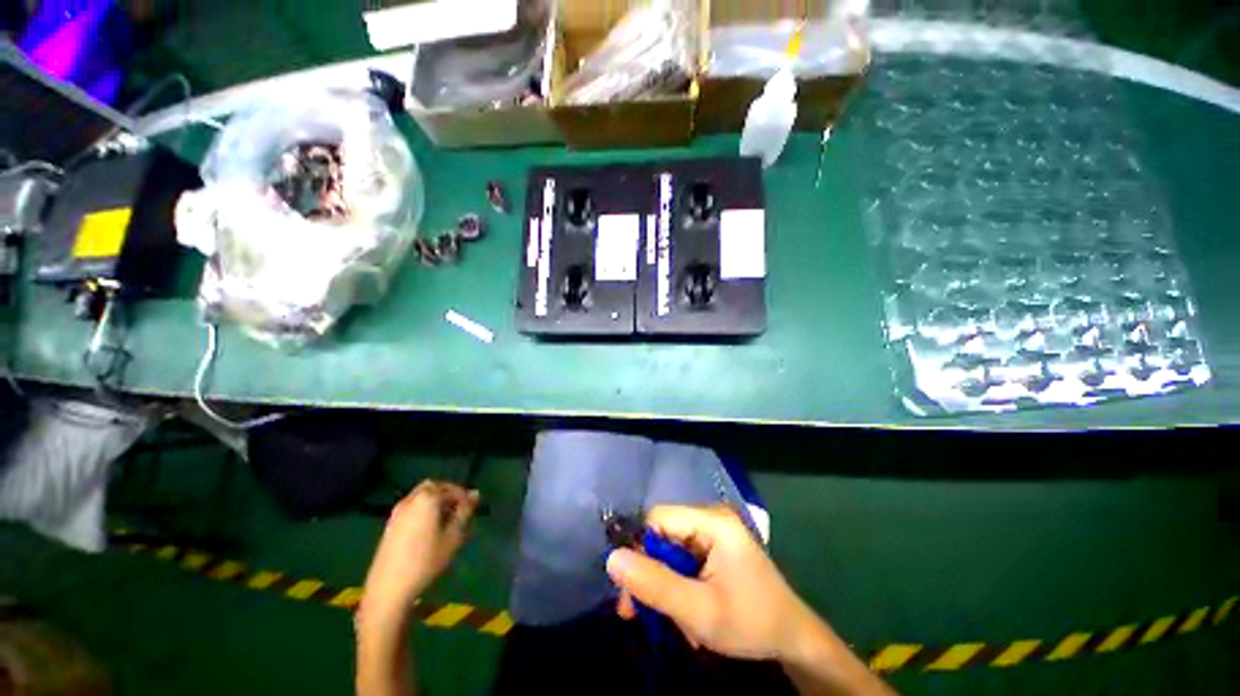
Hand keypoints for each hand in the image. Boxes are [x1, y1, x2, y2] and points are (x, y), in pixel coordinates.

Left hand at [358, 481, 478, 629]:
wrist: (389, 587)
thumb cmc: (426, 560)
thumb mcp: (453, 536)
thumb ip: (465, 512)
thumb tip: (475, 494)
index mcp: (428, 498)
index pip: (452, 488)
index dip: (464, 496)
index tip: (472, 508)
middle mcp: (411, 499)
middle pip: (434, 487)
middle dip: (448, 494)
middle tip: (459, 510)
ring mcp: (398, 511)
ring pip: (421, 496)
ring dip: (435, 501)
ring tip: (445, 520)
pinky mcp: (390, 524)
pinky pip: (411, 507)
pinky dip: (423, 509)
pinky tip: (429, 529)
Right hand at [606, 504, 815, 661]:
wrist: (794, 640)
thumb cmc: (751, 623)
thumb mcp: (700, 611)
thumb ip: (655, 585)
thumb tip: (611, 559)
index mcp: (712, 521)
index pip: (658, 518)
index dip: (639, 547)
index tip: (629, 587)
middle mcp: (711, 518)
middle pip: (662, 533)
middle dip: (648, 572)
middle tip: (635, 611)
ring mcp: (714, 532)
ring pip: (669, 548)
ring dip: (661, 583)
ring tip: (666, 618)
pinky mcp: (715, 547)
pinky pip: (682, 558)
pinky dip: (675, 583)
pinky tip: (681, 610)